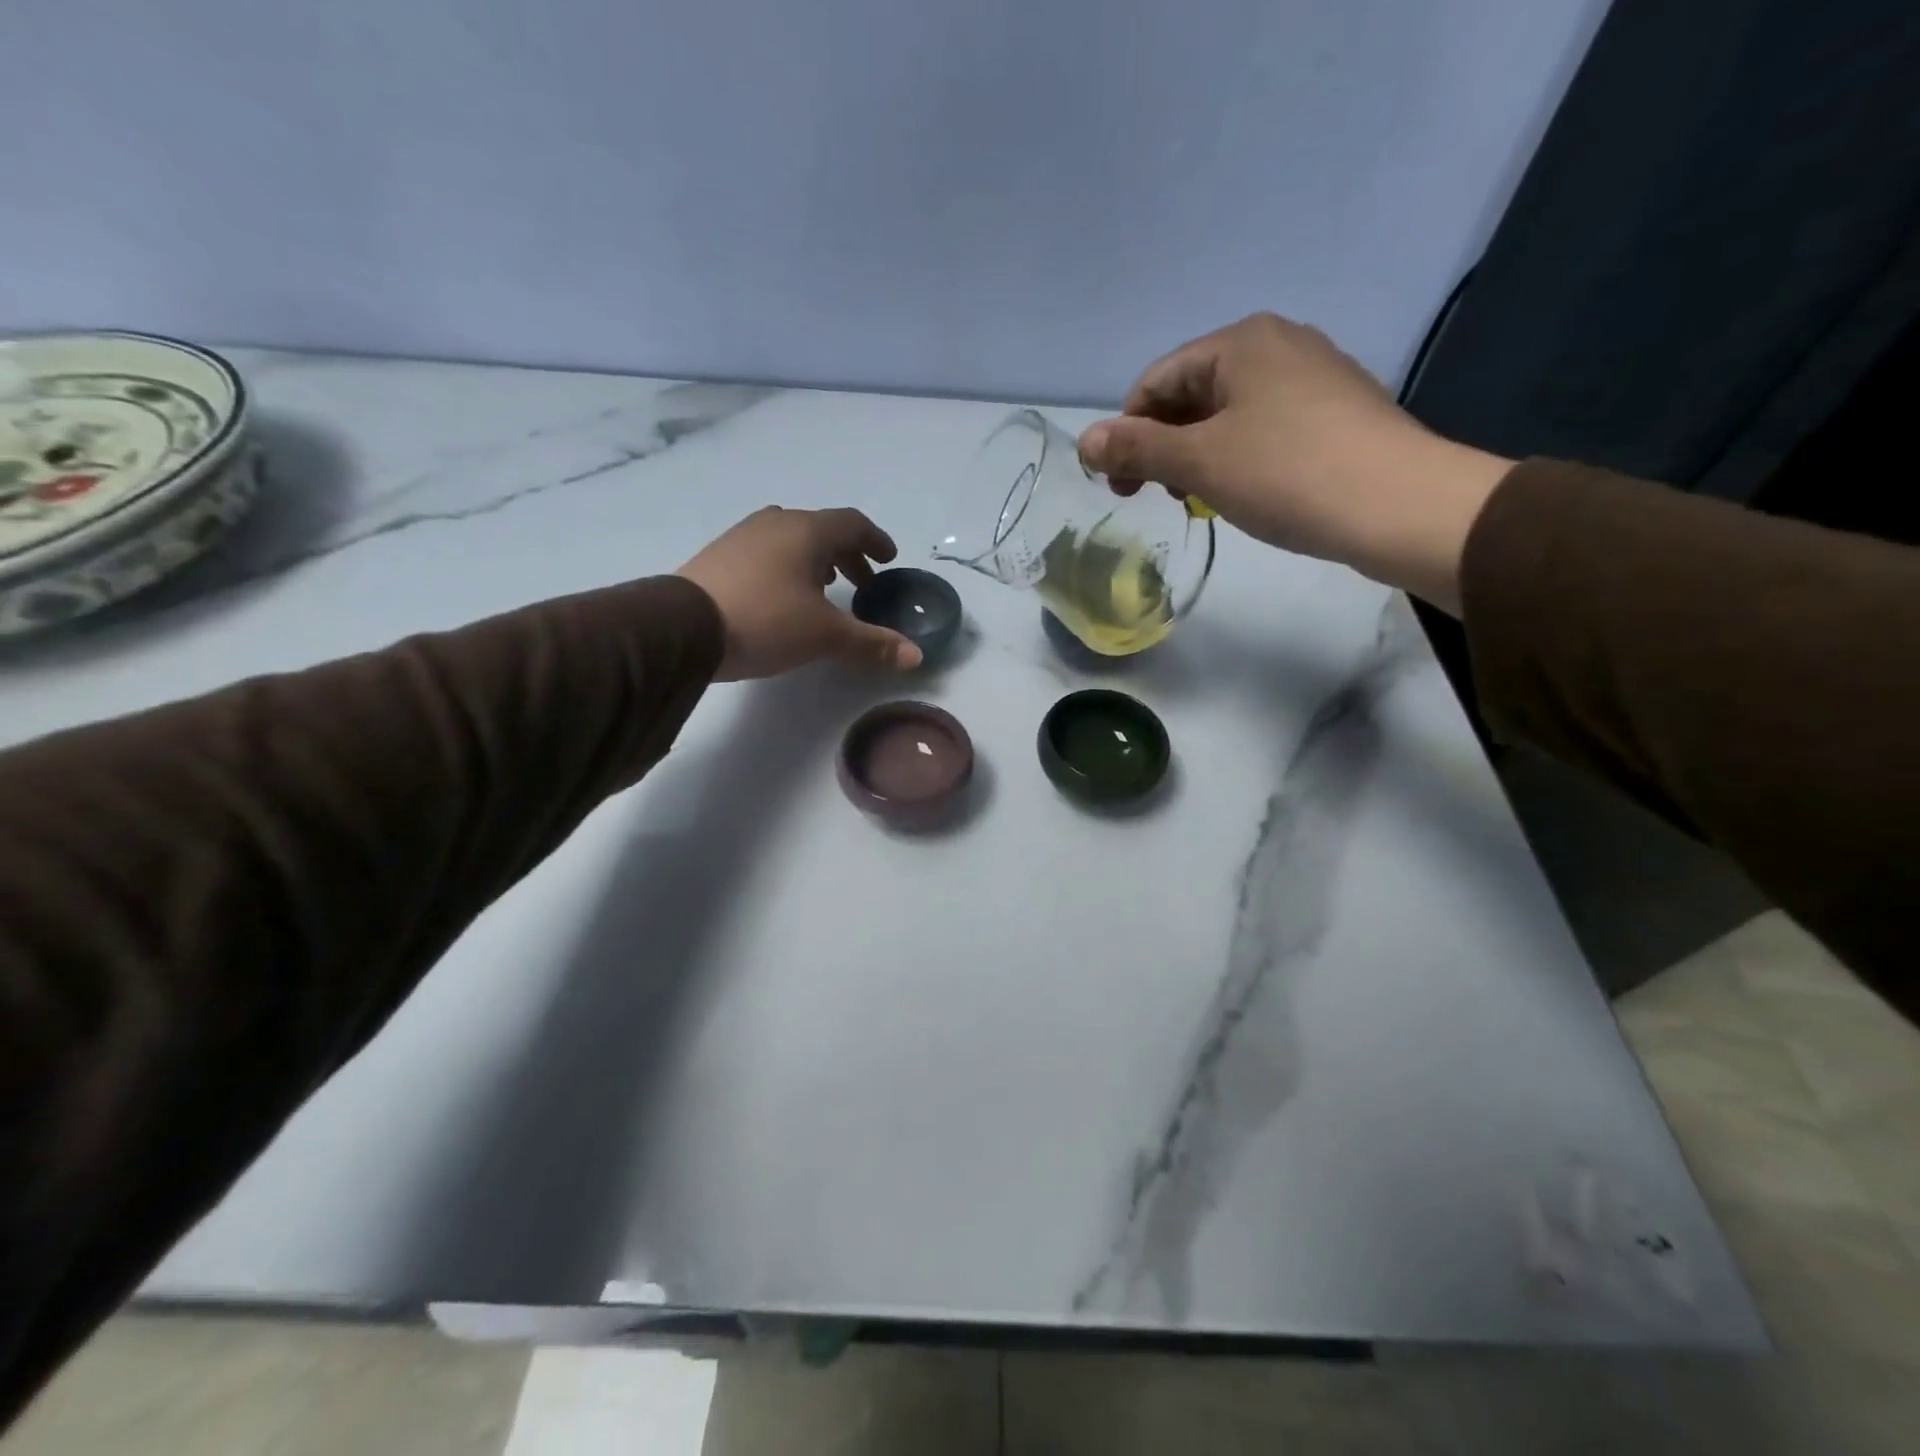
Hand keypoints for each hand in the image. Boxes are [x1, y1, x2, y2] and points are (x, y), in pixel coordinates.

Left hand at [675, 507, 921, 680]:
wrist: (682, 627)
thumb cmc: (766, 621)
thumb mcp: (826, 636)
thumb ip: (873, 644)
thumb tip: (917, 656)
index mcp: (808, 531)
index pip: (853, 523)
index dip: (875, 541)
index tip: (888, 559)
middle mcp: (776, 523)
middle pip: (822, 529)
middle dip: (847, 554)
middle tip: (862, 583)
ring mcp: (743, 535)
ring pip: (791, 538)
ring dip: (815, 559)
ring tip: (824, 588)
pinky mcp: (719, 555)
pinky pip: (765, 551)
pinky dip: (786, 565)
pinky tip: (782, 595)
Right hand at [1076, 312, 1514, 613]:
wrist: (1400, 506)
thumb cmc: (1288, 474)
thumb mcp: (1199, 462)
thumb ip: (1136, 449)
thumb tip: (1082, 441)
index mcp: (1240, 342)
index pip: (1156, 380)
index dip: (1127, 433)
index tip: (1122, 489)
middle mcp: (1278, 344)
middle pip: (1192, 393)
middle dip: (1163, 446)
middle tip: (1158, 497)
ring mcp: (1314, 376)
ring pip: (1229, 413)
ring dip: (1198, 455)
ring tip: (1201, 499)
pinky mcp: (1337, 411)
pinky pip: (1266, 427)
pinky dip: (1239, 457)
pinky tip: (1247, 492)